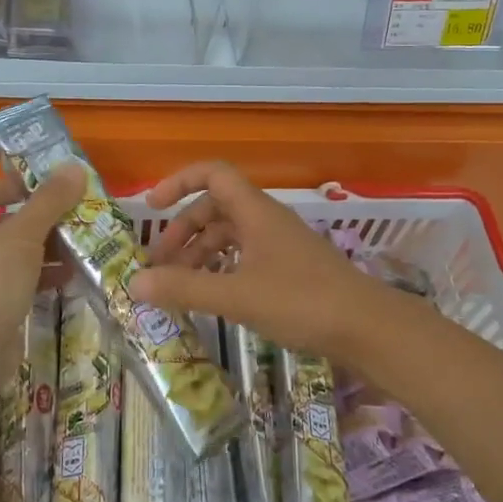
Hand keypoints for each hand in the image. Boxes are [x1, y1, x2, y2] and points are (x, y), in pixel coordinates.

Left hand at [0, 164, 83, 332]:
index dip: (13, 187)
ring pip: (5, 254)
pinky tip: (66, 276)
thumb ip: (50, 200)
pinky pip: (8, 281)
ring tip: (75, 247)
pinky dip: (35, 276)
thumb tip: (75, 167)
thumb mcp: (24, 233)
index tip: (46, 191)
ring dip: (40, 250)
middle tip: (68, 218)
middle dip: (36, 222)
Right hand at [130, 161, 391, 359]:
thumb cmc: (302, 301)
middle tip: (158, 265)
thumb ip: (185, 288)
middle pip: (215, 209)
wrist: (367, 327)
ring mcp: (280, 245)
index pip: (212, 174)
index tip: (150, 207)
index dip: (178, 182)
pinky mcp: (290, 269)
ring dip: (200, 254)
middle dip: (182, 231)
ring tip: (179, 287)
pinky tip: (212, 296)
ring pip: (230, 236)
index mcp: (255, 212)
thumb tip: (134, 282)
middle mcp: (267, 220)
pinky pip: (245, 257)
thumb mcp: (237, 296)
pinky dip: (222, 269)